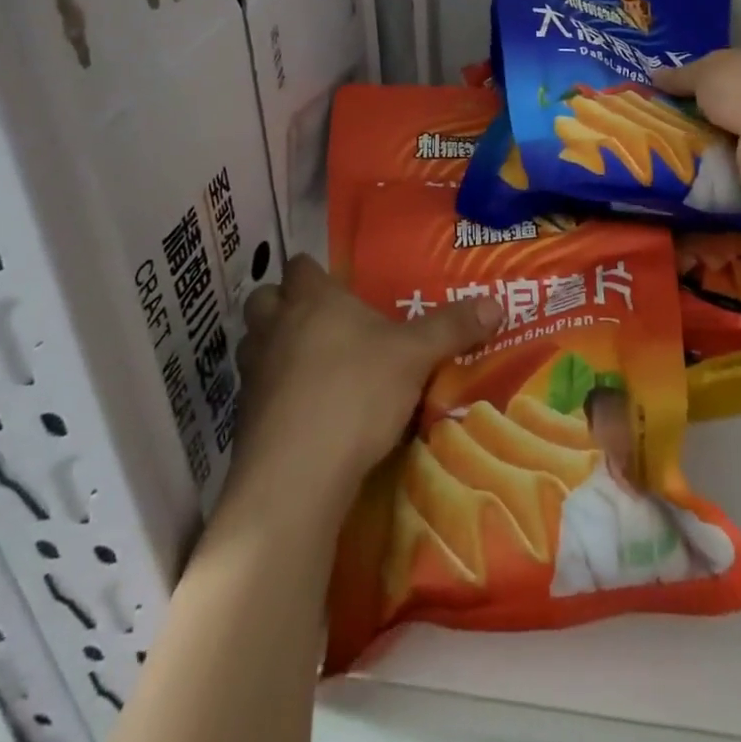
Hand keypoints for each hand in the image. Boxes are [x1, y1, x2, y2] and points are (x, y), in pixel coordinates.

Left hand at [223, 255, 502, 525]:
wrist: (296, 475)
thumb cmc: (356, 392)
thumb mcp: (416, 356)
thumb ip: (453, 327)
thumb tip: (496, 302)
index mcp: (313, 300)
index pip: (301, 266)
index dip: (316, 272)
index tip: (339, 286)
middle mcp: (276, 326)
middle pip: (265, 298)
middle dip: (286, 305)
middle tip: (321, 323)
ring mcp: (254, 372)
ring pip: (255, 343)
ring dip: (275, 348)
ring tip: (311, 366)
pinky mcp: (244, 418)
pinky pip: (257, 390)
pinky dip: (274, 393)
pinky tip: (304, 412)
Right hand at [655, 44, 740, 212]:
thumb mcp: (705, 73)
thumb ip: (681, 75)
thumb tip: (654, 75)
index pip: (735, 62)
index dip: (705, 73)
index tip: (675, 88)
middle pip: (735, 97)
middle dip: (706, 108)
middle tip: (666, 117)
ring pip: (737, 129)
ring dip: (712, 136)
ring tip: (671, 142)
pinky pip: (740, 157)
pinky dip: (721, 160)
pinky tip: (695, 163)